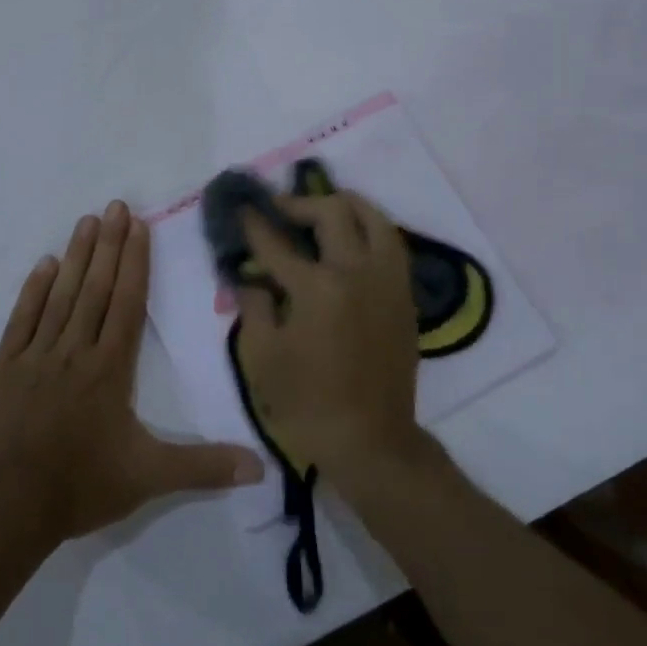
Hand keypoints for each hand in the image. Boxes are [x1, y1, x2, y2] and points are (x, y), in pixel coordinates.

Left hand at [0, 200, 264, 545]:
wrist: (8, 507)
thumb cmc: (82, 485)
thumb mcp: (149, 478)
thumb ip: (203, 466)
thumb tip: (261, 466)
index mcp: (110, 368)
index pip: (127, 303)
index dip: (135, 262)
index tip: (138, 225)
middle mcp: (76, 350)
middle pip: (96, 288)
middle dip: (109, 245)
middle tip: (115, 205)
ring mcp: (37, 354)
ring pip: (61, 295)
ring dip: (76, 256)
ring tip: (87, 221)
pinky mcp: (5, 366)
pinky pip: (22, 319)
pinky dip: (33, 290)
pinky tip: (44, 264)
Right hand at [234, 189, 424, 485]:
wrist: (370, 442)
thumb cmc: (307, 403)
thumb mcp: (261, 357)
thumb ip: (253, 306)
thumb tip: (251, 278)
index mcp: (317, 288)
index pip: (277, 242)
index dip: (254, 223)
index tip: (242, 208)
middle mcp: (356, 272)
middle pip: (332, 212)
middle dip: (300, 203)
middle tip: (280, 210)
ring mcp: (387, 281)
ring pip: (374, 218)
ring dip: (345, 204)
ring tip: (324, 208)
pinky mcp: (404, 295)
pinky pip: (391, 243)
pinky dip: (370, 228)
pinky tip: (353, 237)